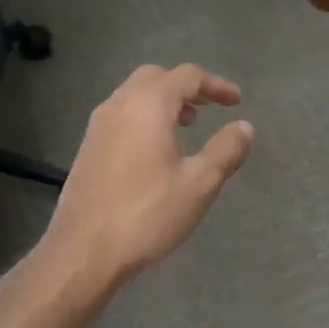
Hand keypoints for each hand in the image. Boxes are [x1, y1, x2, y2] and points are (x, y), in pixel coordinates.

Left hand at [41, 63, 254, 287]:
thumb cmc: (147, 213)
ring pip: (134, 96)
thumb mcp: (199, 184)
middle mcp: (119, 105)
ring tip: (187, 127)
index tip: (237, 102)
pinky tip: (157, 151)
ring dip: (164, 102)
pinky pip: (122, 117)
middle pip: (156, 78)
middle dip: (186, 87)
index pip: (187, 76)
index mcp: (148, 105)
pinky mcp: (88, 148)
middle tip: (209, 108)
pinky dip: (145, 118)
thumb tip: (245, 127)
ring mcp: (98, 127)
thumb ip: (226, 150)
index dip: (216, 85)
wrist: (84, 251)